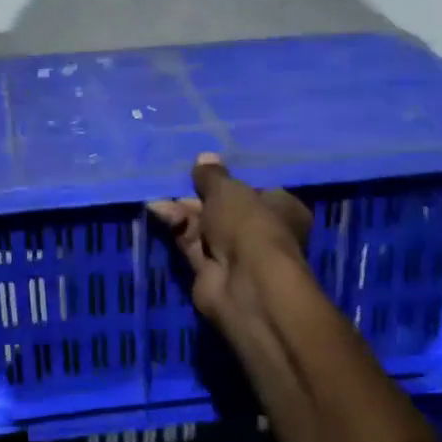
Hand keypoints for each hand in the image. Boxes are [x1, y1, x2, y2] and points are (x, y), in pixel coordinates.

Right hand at [148, 154, 312, 329]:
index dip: (230, 178)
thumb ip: (212, 175)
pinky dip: (177, 227)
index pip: (255, 188)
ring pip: (205, 225)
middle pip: (225, 207)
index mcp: (282, 208)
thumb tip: (204, 158)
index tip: (205, 167)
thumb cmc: (249, 224)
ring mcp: (236, 254)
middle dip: (199, 195)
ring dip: (183, 210)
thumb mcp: (227, 189)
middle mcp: (261, 231)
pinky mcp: (211, 271)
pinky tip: (159, 211)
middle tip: (176, 180)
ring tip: (160, 195)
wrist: (245, 282)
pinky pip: (191, 243)